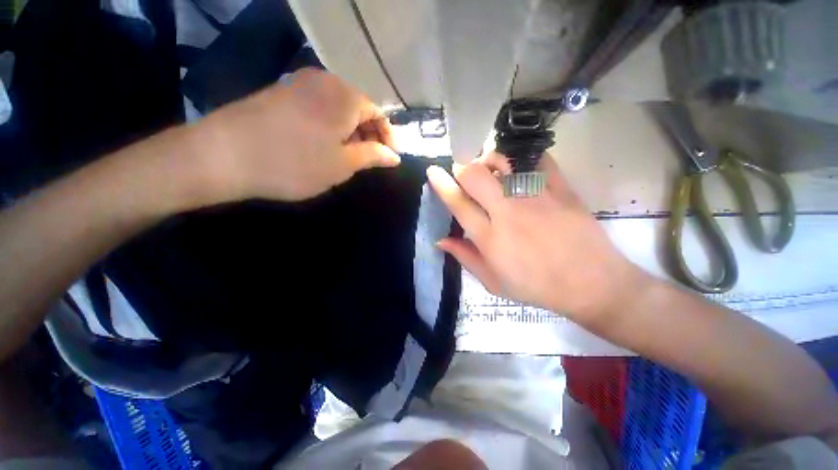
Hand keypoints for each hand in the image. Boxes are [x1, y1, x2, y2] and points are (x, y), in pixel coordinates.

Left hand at [197, 68, 399, 201]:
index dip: (388, 137)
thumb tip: (394, 156)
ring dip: (349, 133)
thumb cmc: (296, 162)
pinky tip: (324, 146)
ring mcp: (300, 84)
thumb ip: (373, 156)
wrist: (225, 154)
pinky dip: (330, 127)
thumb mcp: (343, 164)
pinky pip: (319, 108)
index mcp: (345, 96)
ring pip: (339, 109)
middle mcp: (325, 81)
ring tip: (348, 157)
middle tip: (368, 161)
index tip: (390, 158)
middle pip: (359, 108)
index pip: (379, 113)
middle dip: (368, 135)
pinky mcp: (282, 92)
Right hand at [427, 152, 647, 324]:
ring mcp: (536, 197)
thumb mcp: (493, 282)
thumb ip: (465, 257)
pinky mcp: (560, 188)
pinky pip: (536, 159)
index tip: (433, 172)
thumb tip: (440, 240)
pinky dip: (521, 157)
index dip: (441, 184)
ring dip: (488, 160)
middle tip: (464, 176)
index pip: (458, 203)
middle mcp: (508, 212)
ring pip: (503, 161)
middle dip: (462, 169)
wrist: (590, 283)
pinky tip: (518, 167)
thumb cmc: (536, 286)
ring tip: (490, 170)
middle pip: (475, 175)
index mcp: (490, 237)